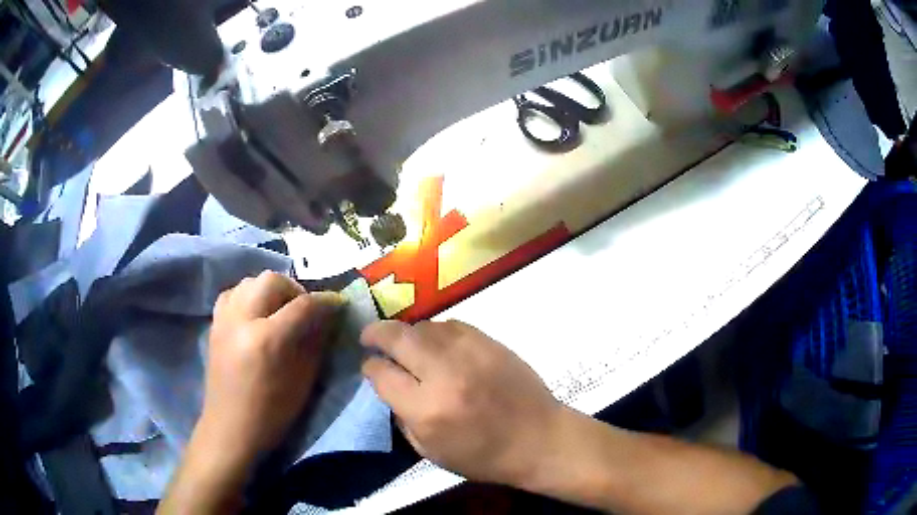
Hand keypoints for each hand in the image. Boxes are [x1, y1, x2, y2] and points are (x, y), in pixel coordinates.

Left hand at [198, 271, 344, 466]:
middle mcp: (242, 320)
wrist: (230, 427)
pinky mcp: (214, 324)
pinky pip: (232, 293)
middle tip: (304, 310)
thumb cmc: (272, 413)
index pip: (302, 305)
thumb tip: (327, 315)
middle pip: (272, 280)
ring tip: (279, 311)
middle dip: (294, 290)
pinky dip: (248, 295)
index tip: (338, 304)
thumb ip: (316, 342)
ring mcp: (224, 319)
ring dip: (270, 290)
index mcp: (267, 340)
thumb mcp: (303, 381)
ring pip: (250, 281)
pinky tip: (255, 314)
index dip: (325, 301)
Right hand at [360, 320, 563, 486]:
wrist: (539, 438)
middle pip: (398, 338)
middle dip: (376, 334)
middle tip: (369, 337)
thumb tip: (388, 387)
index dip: (369, 367)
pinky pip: (451, 325)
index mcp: (426, 409)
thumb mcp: (431, 452)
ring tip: (405, 344)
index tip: (368, 366)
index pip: (382, 374)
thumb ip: (402, 418)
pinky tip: (436, 343)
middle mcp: (444, 374)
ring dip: (407, 333)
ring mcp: (469, 353)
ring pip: (424, 327)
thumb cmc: (484, 456)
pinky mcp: (489, 342)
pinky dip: (436, 332)